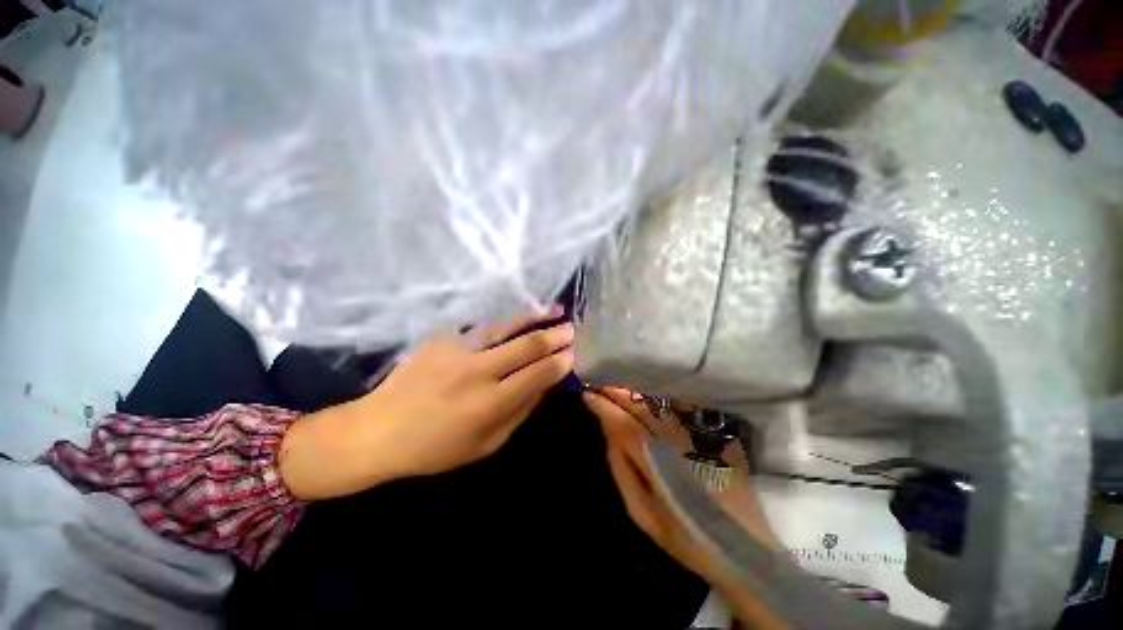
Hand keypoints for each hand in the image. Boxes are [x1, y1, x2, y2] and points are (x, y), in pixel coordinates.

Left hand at [280, 310, 573, 499]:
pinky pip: (481, 330)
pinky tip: (516, 323)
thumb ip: (521, 411)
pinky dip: (504, 327)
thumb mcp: (487, 444)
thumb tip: (546, 384)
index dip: (559, 362)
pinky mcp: (442, 339)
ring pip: (506, 327)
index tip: (573, 353)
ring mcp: (458, 350)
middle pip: (526, 346)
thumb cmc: (436, 448)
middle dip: (554, 336)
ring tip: (554, 312)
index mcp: (490, 403)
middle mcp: (478, 371)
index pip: (537, 374)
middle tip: (571, 329)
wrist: (379, 429)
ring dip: (533, 319)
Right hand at [583, 388, 786, 627]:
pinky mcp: (711, 431)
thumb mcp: (641, 511)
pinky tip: (647, 394)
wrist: (741, 545)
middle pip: (639, 403)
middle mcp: (674, 437)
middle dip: (616, 389)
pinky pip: (678, 405)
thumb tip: (608, 429)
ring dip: (635, 389)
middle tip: (600, 382)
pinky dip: (657, 396)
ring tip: (618, 383)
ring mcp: (695, 431)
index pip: (620, 421)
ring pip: (657, 400)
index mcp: (654, 459)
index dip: (602, 404)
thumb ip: (620, 466)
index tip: (586, 392)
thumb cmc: (683, 534)